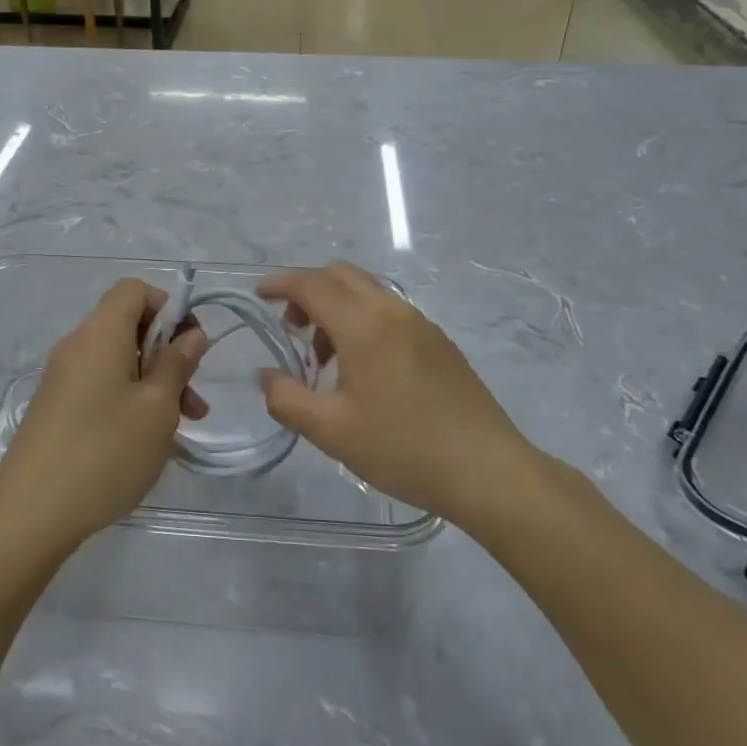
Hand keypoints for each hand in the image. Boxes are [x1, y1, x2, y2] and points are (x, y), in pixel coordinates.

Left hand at [0, 278, 208, 552]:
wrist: (30, 515)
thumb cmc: (105, 452)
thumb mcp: (157, 408)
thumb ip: (177, 364)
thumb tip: (191, 335)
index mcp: (99, 334)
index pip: (134, 290)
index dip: (169, 308)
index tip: (192, 347)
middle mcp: (76, 347)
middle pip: (128, 326)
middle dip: (168, 353)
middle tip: (194, 398)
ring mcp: (61, 379)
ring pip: (118, 362)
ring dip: (154, 383)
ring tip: (181, 427)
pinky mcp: (55, 408)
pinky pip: (100, 386)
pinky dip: (129, 400)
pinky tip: (146, 441)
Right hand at [257, 263, 539, 526]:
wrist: (487, 470)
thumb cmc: (403, 449)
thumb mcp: (332, 431)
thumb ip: (287, 399)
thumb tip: (268, 375)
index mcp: (364, 325)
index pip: (312, 284)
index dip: (280, 284)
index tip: (259, 296)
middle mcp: (393, 311)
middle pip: (341, 275)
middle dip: (307, 290)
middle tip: (291, 328)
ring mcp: (421, 324)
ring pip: (367, 291)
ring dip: (336, 306)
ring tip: (325, 357)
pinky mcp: (439, 342)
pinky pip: (389, 311)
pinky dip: (362, 319)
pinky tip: (363, 368)